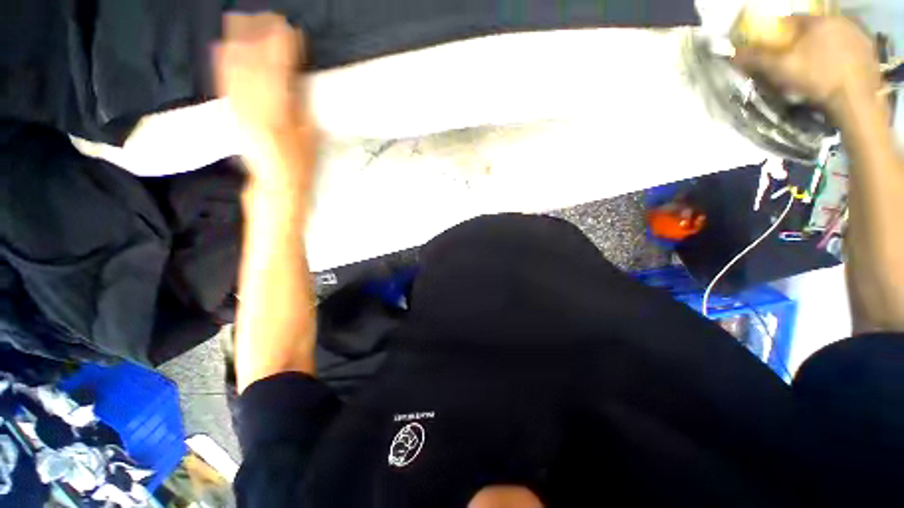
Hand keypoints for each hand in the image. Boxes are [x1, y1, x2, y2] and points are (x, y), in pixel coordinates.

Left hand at [213, 13, 316, 190]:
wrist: (275, 183)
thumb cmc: (300, 164)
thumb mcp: (309, 136)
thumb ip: (300, 104)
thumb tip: (295, 76)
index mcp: (280, 113)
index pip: (280, 70)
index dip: (283, 46)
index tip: (288, 28)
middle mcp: (255, 106)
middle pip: (254, 63)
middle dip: (259, 36)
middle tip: (267, 16)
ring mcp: (239, 108)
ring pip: (235, 68)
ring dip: (238, 42)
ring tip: (242, 19)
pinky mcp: (231, 113)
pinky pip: (223, 82)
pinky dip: (222, 61)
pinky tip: (221, 45)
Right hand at [734, 16, 882, 117]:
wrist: (856, 100)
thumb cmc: (817, 79)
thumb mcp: (780, 70)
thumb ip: (757, 59)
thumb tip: (734, 54)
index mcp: (817, 21)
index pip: (790, 21)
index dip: (778, 35)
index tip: (774, 50)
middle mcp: (839, 20)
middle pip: (812, 29)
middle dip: (802, 42)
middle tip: (795, 61)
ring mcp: (858, 35)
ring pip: (831, 38)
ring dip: (822, 48)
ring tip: (816, 68)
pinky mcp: (869, 50)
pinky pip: (848, 48)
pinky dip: (839, 56)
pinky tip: (834, 71)